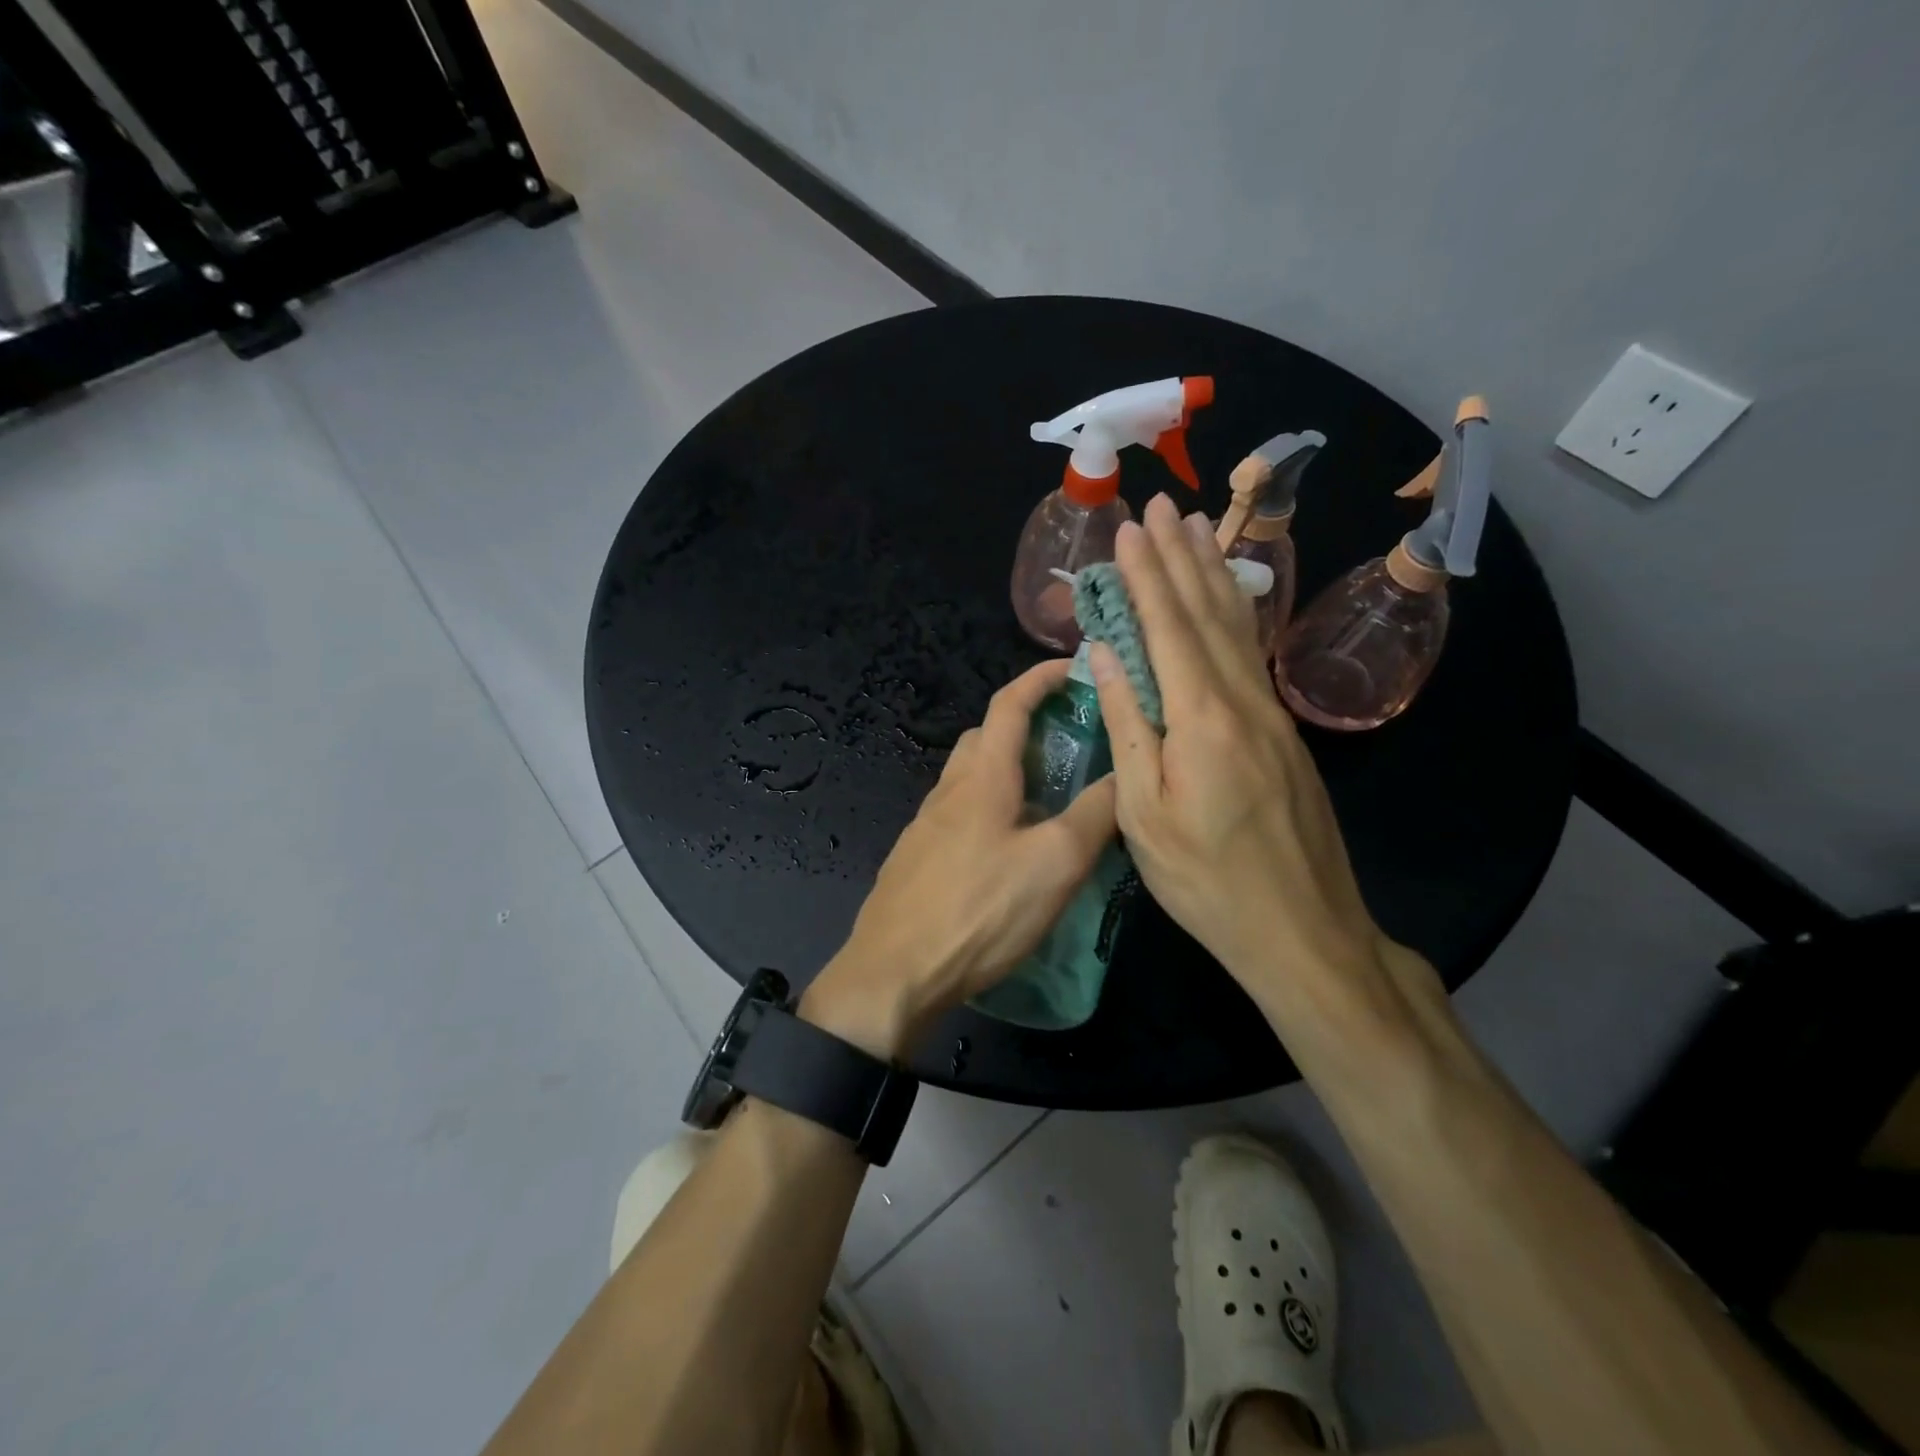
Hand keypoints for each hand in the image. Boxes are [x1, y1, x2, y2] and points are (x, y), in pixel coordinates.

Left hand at [801, 660, 1117, 1059]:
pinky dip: (988, 811)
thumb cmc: (980, 910)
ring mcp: (925, 826)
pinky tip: (1007, 851)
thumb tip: (1126, 775)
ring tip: (1046, 802)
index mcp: (981, 777)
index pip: (1009, 704)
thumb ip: (1095, 815)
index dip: (1040, 677)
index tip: (1071, 667)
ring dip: (1005, 772)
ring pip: (969, 779)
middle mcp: (947, 790)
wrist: (894, 973)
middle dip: (1023, 727)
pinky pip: (958, 816)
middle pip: (983, 738)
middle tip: (1066, 744)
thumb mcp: (1055, 863)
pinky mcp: (916, 859)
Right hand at [1088, 495, 1436, 1034]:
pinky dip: (1234, 616)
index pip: (1168, 627)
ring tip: (1199, 529)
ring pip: (1238, 629)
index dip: (1146, 574)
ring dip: (1213, 575)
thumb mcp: (1144, 812)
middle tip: (1162, 505)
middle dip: (1181, 556)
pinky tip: (1229, 600)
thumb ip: (1127, 725)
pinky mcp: (1283, 734)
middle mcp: (1243, 701)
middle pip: (1208, 613)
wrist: (1303, 930)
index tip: (1129, 528)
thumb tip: (1104, 656)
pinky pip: (1251, 656)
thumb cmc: (1206, 881)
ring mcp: (1271, 716)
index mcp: (1203, 718)